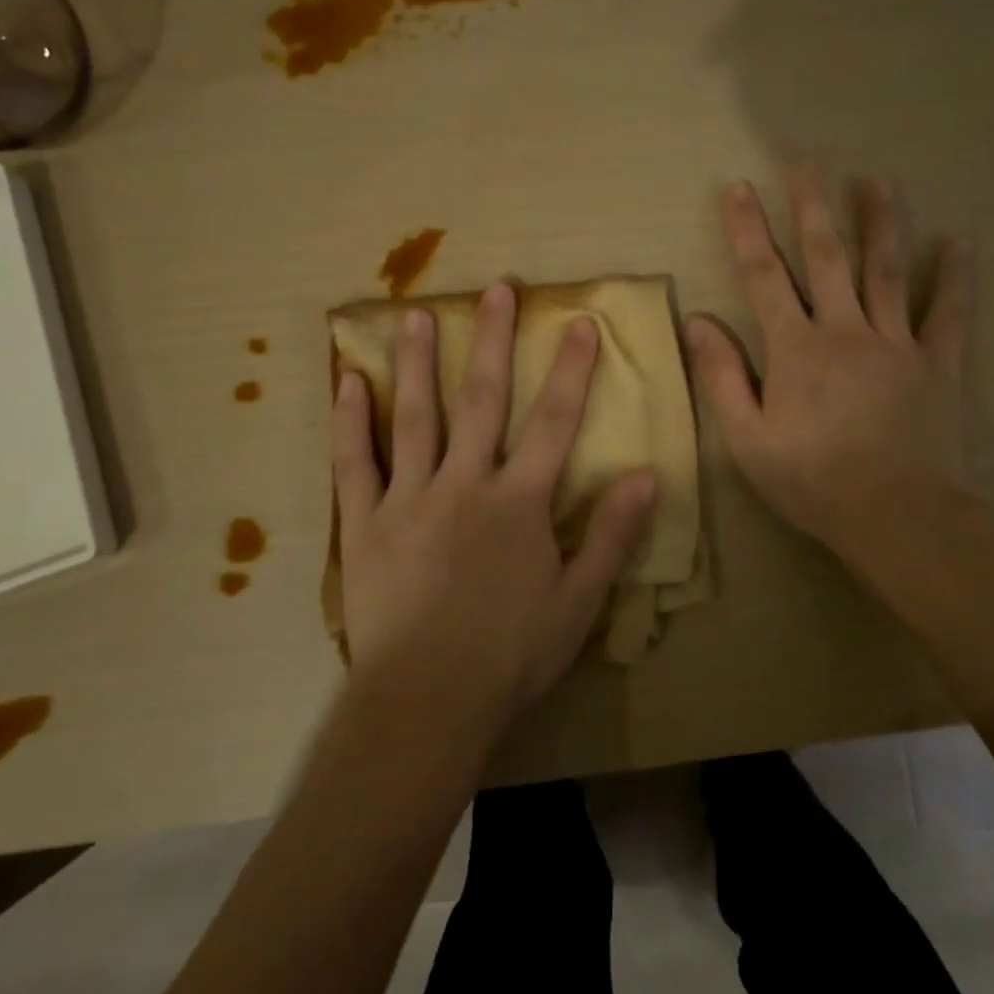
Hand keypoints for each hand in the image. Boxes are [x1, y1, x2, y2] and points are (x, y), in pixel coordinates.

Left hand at [332, 283, 658, 746]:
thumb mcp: (578, 601)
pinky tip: (347, 381)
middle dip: (492, 341)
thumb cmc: (510, 656)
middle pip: (482, 400)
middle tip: (495, 289)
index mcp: (518, 503)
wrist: (426, 704)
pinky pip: (353, 464)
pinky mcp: (364, 524)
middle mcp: (464, 485)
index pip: (554, 422)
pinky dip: (349, 421)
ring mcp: (408, 499)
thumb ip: (612, 535)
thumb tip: (646, 475)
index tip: (578, 322)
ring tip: (413, 312)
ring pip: (415, 417)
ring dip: (416, 362)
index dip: (571, 370)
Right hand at [684, 164, 973, 584]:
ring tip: (878, 180)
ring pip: (887, 271)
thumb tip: (698, 320)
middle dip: (813, 205)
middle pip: (827, 256)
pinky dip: (954, 277)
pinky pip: (948, 314)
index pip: (764, 276)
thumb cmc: (812, 480)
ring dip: (881, 221)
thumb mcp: (747, 437)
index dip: (748, 229)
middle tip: (807, 160)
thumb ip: (721, 375)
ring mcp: (896, 343)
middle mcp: (845, 331)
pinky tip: (960, 240)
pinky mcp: (938, 365)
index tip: (738, 187)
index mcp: (795, 348)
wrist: (897, 516)